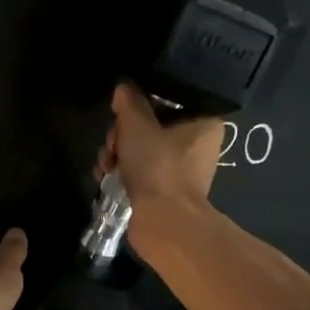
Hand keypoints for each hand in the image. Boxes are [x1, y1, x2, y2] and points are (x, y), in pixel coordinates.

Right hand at [97, 83, 223, 208]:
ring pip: (142, 147)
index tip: (121, 112)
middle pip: (151, 124)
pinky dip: (123, 171)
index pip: (169, 100)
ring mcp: (182, 168)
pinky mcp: (167, 189)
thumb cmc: (157, 166)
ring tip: (106, 164)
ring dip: (117, 152)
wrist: (163, 222)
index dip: (140, 104)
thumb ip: (129, 101)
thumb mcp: (137, 124)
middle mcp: (198, 144)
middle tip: (113, 143)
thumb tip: (123, 88)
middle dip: (122, 133)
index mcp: (204, 122)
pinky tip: (106, 176)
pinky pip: (142, 169)